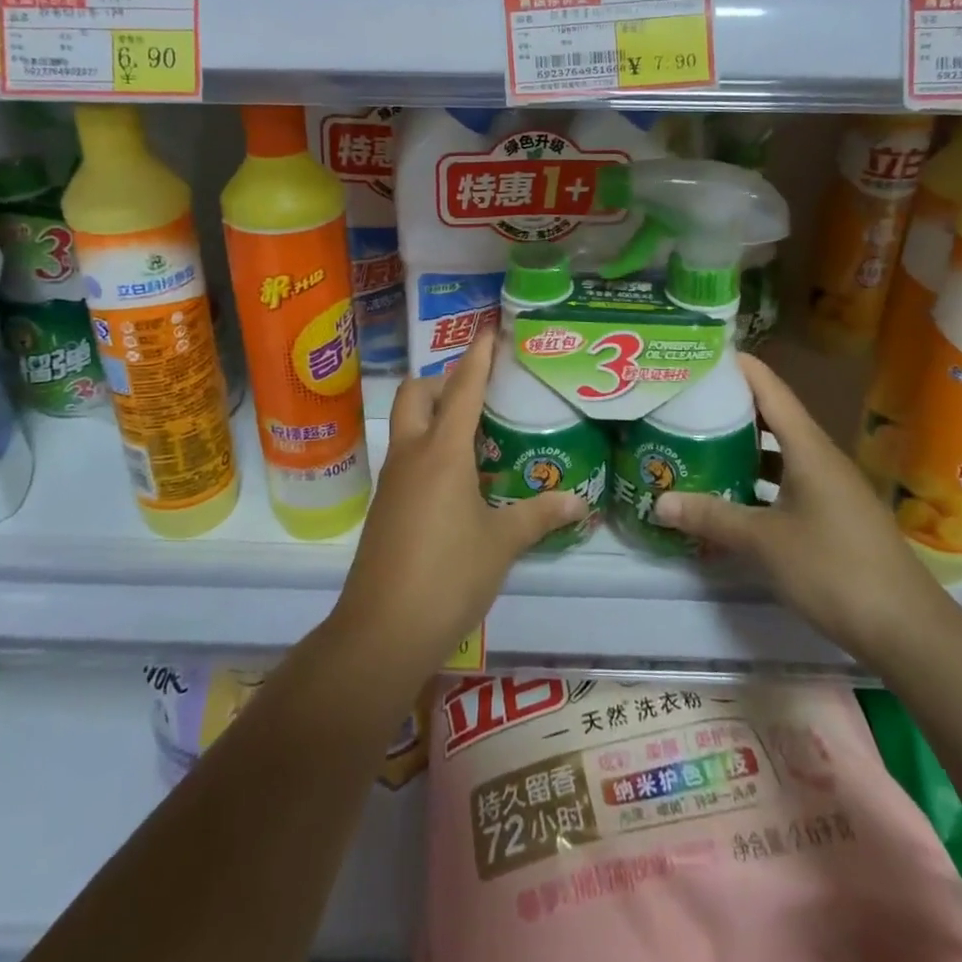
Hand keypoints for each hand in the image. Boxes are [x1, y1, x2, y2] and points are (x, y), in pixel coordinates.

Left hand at [330, 331, 586, 682]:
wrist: (382, 630)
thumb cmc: (448, 575)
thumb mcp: (502, 544)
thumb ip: (539, 516)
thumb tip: (579, 502)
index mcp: (442, 452)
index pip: (462, 389)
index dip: (477, 357)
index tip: (488, 330)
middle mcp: (411, 455)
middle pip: (416, 395)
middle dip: (442, 381)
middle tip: (478, 392)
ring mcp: (393, 481)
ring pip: (407, 426)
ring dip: (434, 415)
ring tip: (475, 432)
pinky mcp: (385, 506)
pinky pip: (407, 457)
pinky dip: (429, 449)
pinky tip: (457, 478)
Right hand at [651, 354, 950, 667]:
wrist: (907, 630)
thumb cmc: (833, 570)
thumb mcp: (764, 542)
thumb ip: (712, 517)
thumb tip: (659, 502)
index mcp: (808, 448)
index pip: (770, 389)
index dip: (738, 366)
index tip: (702, 352)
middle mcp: (821, 457)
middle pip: (774, 415)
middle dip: (732, 404)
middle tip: (687, 398)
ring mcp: (831, 487)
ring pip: (781, 451)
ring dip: (745, 444)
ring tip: (700, 439)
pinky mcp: (835, 514)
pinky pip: (789, 480)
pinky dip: (760, 478)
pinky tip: (734, 493)